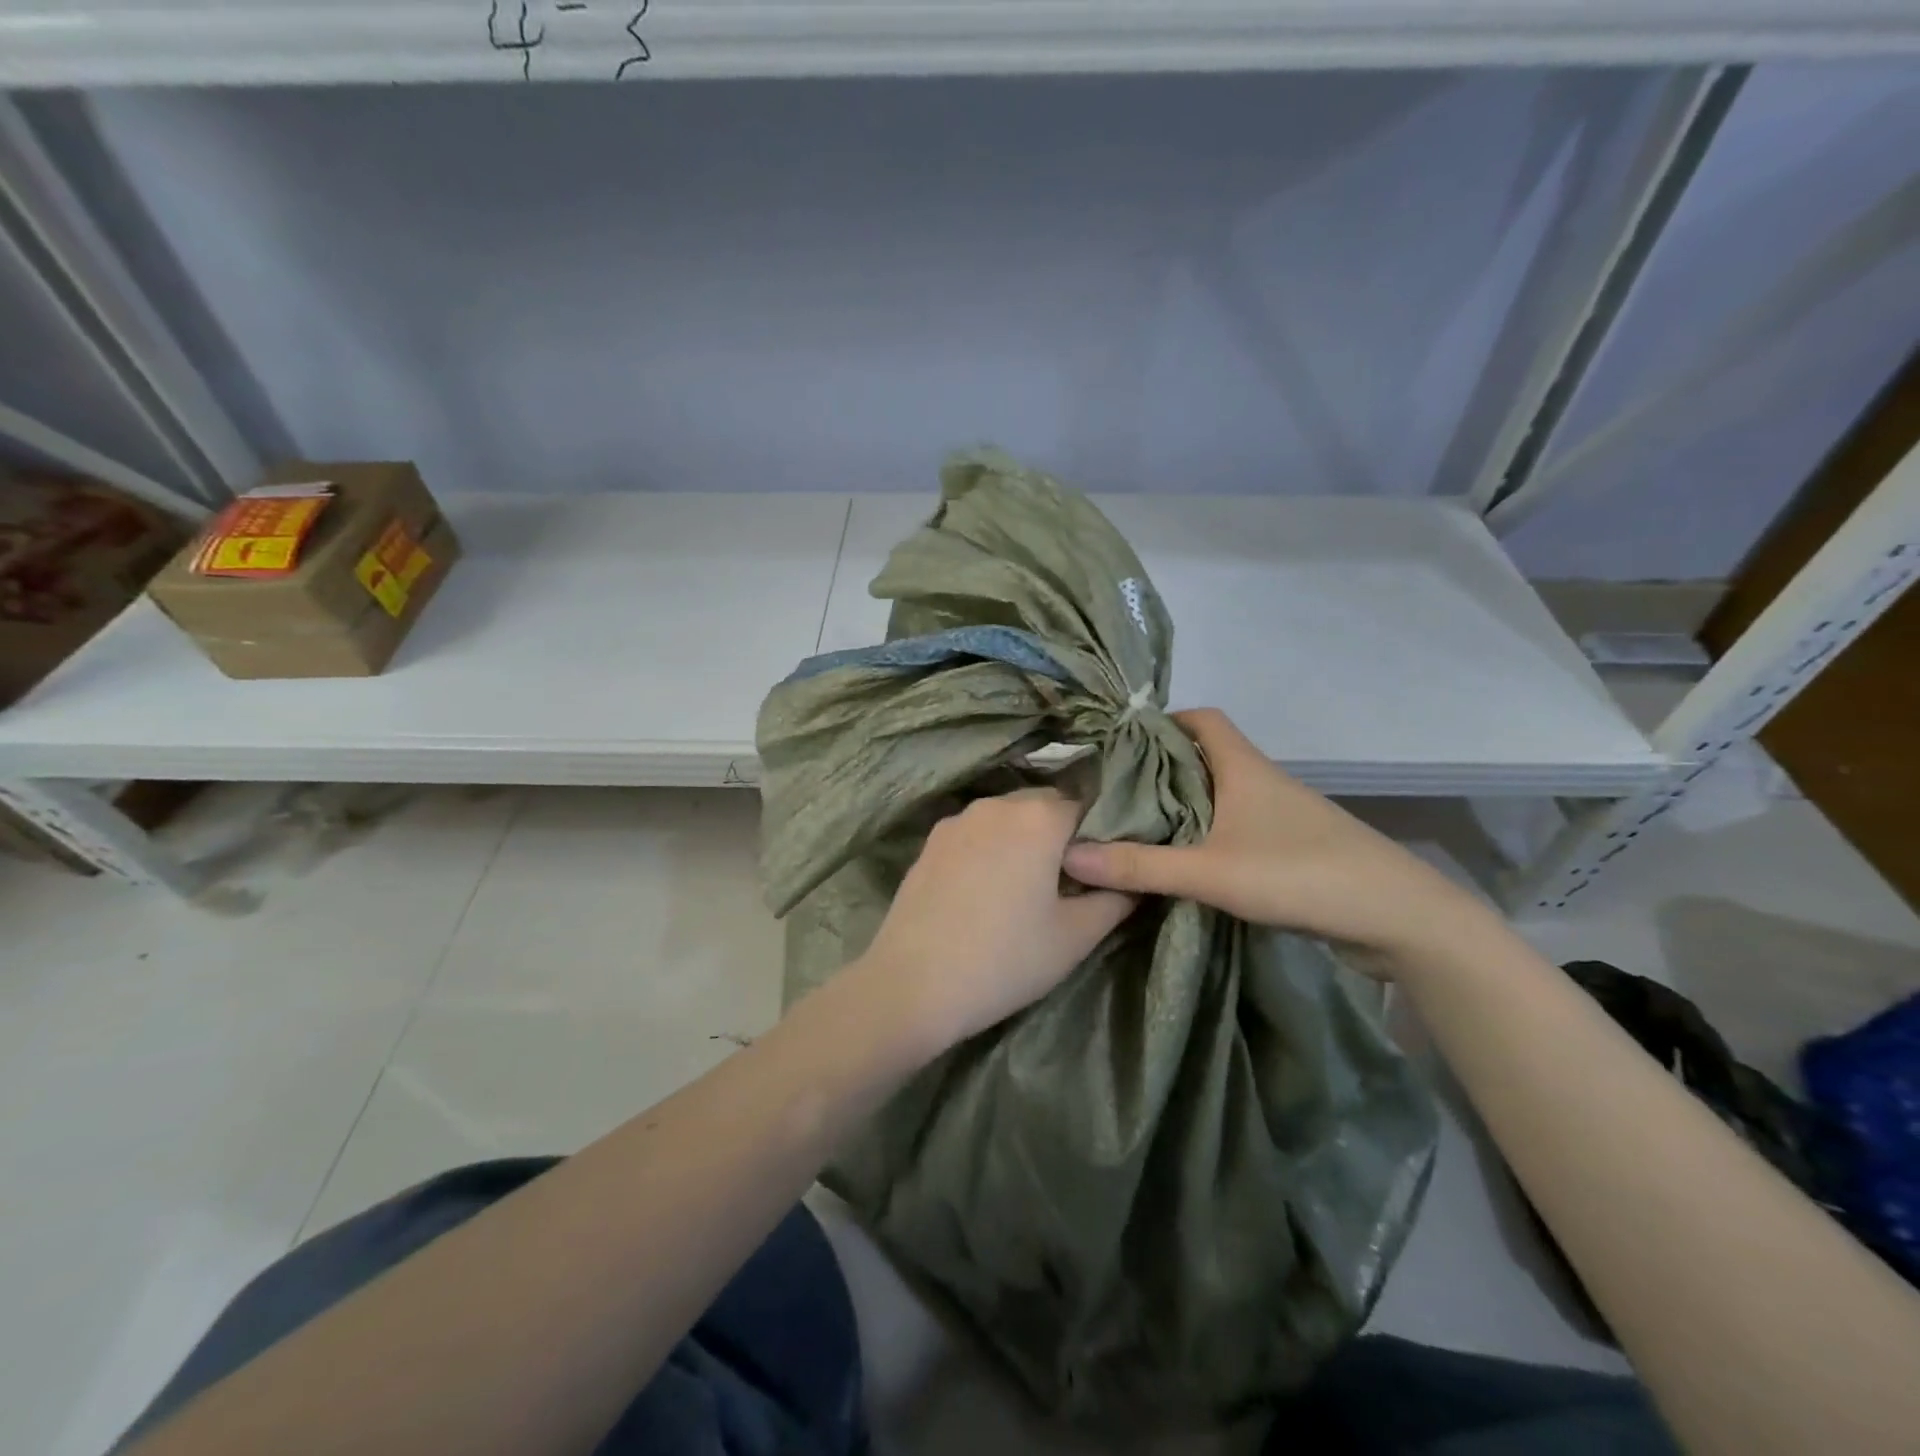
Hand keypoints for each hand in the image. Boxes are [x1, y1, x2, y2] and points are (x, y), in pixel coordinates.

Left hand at [848, 789, 1135, 1053]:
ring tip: (1024, 886)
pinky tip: (985, 889)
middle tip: (1068, 881)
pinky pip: (975, 832)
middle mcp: (997, 804)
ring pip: (1007, 818)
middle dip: (1061, 834)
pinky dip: (990, 848)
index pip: (1088, 806)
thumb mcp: (1074, 937)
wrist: (913, 983)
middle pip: (1045, 806)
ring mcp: (958, 819)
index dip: (1101, 835)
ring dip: (1023, 839)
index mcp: (1039, 817)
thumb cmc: (1005, 959)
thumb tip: (1133, 881)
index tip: (1103, 868)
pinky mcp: (931, 841)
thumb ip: (1114, 899)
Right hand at [1063, 708, 1479, 965]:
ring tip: (1136, 824)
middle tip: (1113, 789)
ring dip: (1183, 803)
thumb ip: (1140, 866)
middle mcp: (1262, 781)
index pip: (1201, 718)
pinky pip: (1236, 826)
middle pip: (1205, 756)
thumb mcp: (1210, 872)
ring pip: (1221, 793)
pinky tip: (1184, 860)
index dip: (1163, 720)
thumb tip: (1068, 856)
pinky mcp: (1292, 848)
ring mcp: (1281, 816)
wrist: (1399, 918)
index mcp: (1244, 768)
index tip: (1121, 742)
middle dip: (1161, 766)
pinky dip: (1206, 833)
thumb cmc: (1301, 874)